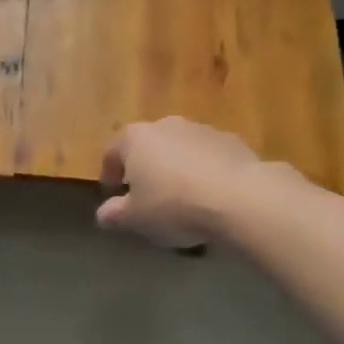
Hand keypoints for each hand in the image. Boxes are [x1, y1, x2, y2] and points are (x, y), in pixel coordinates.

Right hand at [97, 117, 292, 245]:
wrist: (240, 198)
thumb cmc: (174, 205)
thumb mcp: (135, 218)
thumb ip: (114, 215)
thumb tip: (104, 214)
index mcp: (135, 138)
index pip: (112, 153)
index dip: (110, 174)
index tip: (113, 194)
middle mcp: (166, 125)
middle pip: (148, 147)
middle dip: (146, 168)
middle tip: (148, 196)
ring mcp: (201, 130)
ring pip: (180, 150)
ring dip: (177, 168)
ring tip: (183, 199)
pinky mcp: (232, 142)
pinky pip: (209, 158)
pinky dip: (205, 172)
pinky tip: (211, 197)